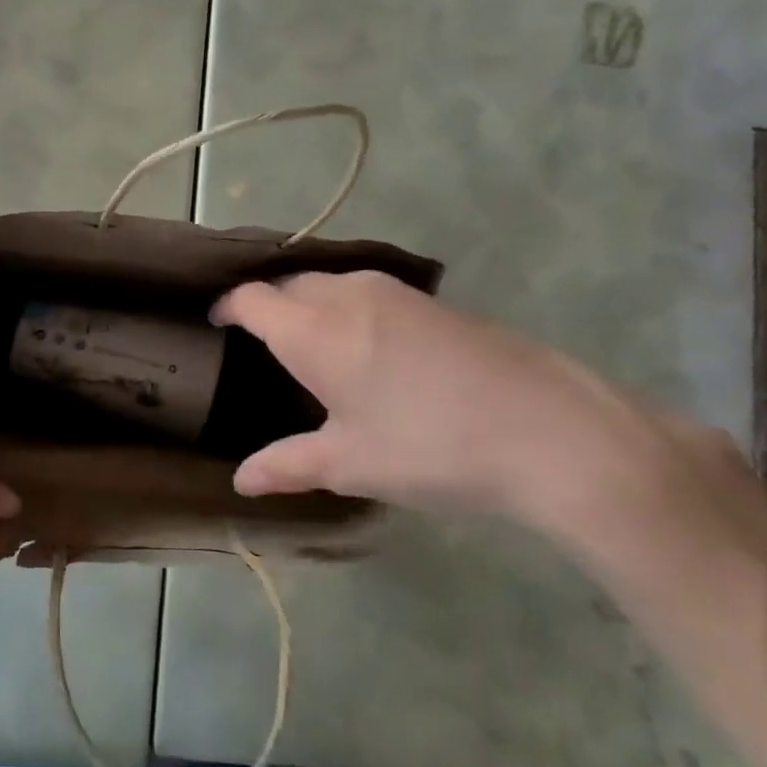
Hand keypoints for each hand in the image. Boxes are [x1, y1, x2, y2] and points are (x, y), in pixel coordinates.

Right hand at [212, 271, 672, 531]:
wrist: (551, 430)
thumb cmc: (430, 447)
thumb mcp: (351, 463)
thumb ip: (288, 465)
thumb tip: (241, 482)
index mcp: (313, 329)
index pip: (252, 299)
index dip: (228, 307)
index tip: (215, 323)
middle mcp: (347, 295)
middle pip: (289, 284)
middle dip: (267, 305)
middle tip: (257, 343)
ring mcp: (396, 293)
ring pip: (331, 284)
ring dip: (309, 304)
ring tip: (307, 344)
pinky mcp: (434, 302)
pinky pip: (367, 292)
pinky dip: (346, 309)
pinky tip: (365, 348)